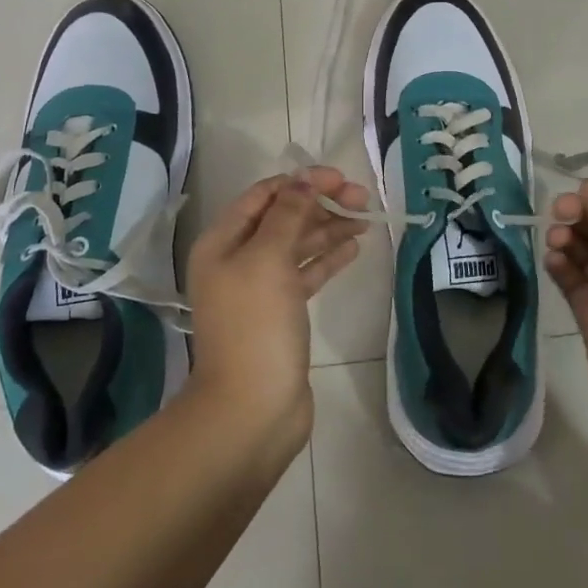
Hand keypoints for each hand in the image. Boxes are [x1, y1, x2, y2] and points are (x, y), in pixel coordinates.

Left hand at [184, 168, 370, 448]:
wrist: (252, 409)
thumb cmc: (255, 325)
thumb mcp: (268, 259)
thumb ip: (288, 215)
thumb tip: (303, 181)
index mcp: (222, 242)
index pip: (263, 196)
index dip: (300, 182)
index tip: (339, 178)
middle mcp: (238, 260)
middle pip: (282, 218)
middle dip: (320, 203)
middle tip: (361, 198)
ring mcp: (260, 289)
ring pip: (297, 245)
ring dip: (328, 228)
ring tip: (365, 219)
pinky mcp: (281, 313)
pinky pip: (306, 274)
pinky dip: (328, 258)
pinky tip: (353, 249)